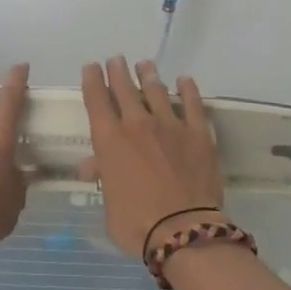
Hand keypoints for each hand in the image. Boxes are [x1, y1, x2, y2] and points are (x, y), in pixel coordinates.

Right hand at [80, 57, 224, 256]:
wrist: (183, 230)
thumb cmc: (137, 223)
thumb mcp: (109, 203)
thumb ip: (104, 177)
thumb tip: (93, 165)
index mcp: (109, 140)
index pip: (96, 100)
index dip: (92, 80)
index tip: (91, 67)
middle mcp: (137, 124)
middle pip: (125, 89)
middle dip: (118, 71)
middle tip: (116, 59)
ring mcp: (170, 125)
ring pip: (156, 90)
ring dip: (148, 75)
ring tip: (145, 64)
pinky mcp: (199, 133)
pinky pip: (193, 103)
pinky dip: (187, 89)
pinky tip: (184, 80)